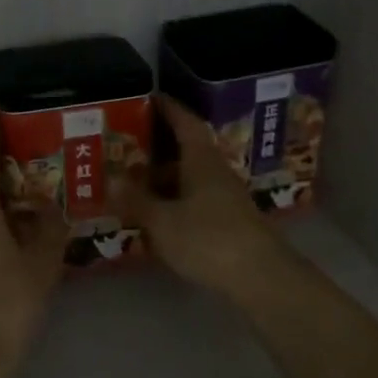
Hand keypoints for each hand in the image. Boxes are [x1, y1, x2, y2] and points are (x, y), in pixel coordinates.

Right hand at [112, 93, 296, 302]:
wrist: (264, 280)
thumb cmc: (209, 239)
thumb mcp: (163, 221)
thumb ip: (136, 200)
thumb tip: (112, 179)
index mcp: (201, 159)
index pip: (185, 122)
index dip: (168, 108)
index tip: (149, 97)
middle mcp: (216, 171)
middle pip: (187, 149)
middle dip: (159, 145)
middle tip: (129, 142)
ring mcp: (227, 197)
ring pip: (192, 176)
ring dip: (166, 176)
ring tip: (135, 180)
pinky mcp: (231, 223)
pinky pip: (198, 198)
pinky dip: (177, 198)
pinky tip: (160, 214)